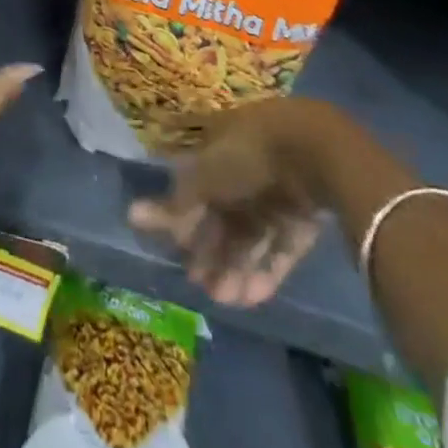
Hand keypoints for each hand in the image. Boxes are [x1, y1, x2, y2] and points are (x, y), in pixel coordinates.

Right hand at [127, 99, 330, 307]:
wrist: (316, 154)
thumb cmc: (248, 155)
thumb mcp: (204, 177)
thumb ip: (174, 204)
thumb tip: (131, 216)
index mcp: (218, 147)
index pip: (196, 187)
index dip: (186, 219)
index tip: (178, 250)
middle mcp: (245, 169)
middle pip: (223, 216)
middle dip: (211, 251)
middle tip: (200, 285)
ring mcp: (275, 195)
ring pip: (250, 237)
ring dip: (235, 267)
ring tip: (225, 300)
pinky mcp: (302, 221)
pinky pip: (279, 249)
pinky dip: (265, 272)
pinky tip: (252, 298)